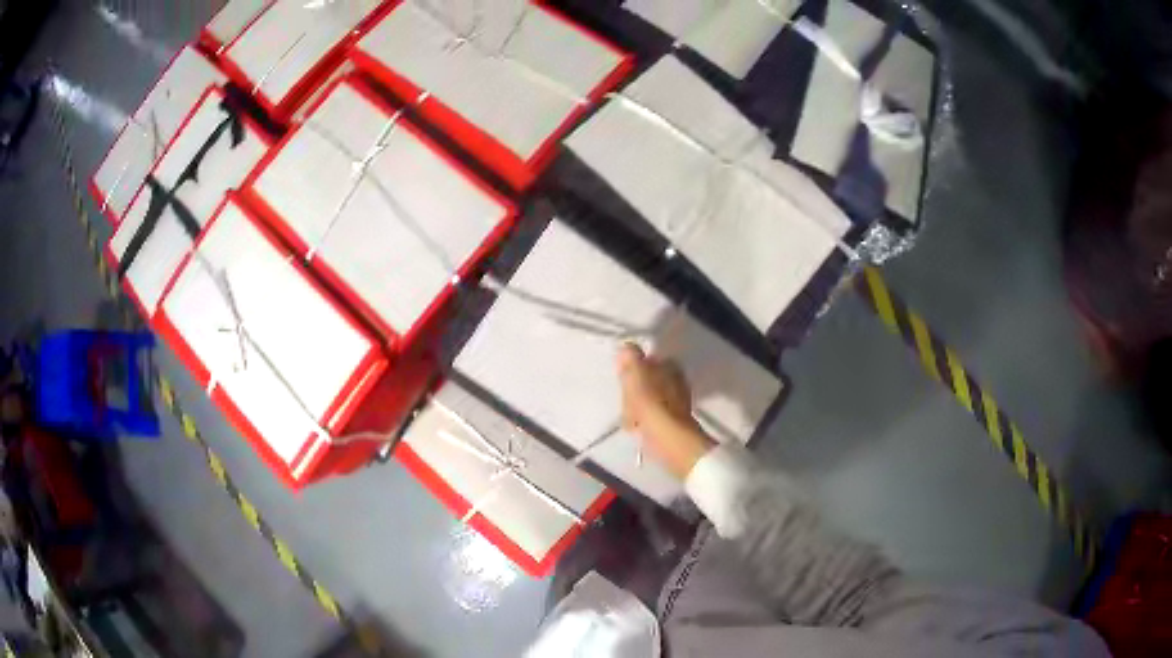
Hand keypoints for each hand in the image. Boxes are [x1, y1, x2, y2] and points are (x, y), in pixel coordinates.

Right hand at [617, 343, 714, 478]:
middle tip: (625, 404)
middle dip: (633, 392)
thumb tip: (626, 346)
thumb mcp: (636, 376)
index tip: (623, 381)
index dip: (633, 371)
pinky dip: (642, 421)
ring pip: (647, 399)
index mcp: (670, 366)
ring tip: (630, 420)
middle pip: (646, 381)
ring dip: (635, 408)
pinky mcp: (674, 421)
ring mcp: (676, 401)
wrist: (670, 441)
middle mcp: (676, 380)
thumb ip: (631, 359)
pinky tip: (636, 428)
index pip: (647, 361)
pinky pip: (651, 416)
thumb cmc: (652, 406)